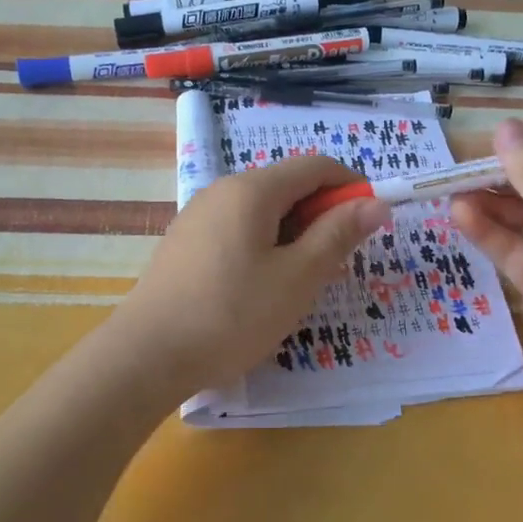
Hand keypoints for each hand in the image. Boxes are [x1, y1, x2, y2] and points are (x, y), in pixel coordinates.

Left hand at [111, 155, 389, 393]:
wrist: (147, 355)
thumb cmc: (232, 314)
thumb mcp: (297, 277)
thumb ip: (338, 235)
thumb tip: (375, 202)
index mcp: (251, 190)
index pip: (315, 166)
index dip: (351, 186)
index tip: (371, 223)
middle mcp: (221, 191)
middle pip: (286, 186)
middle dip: (321, 216)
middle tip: (336, 264)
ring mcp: (197, 217)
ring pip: (262, 212)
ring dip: (294, 235)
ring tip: (300, 283)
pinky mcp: (185, 244)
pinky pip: (237, 231)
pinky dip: (264, 247)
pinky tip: (261, 289)